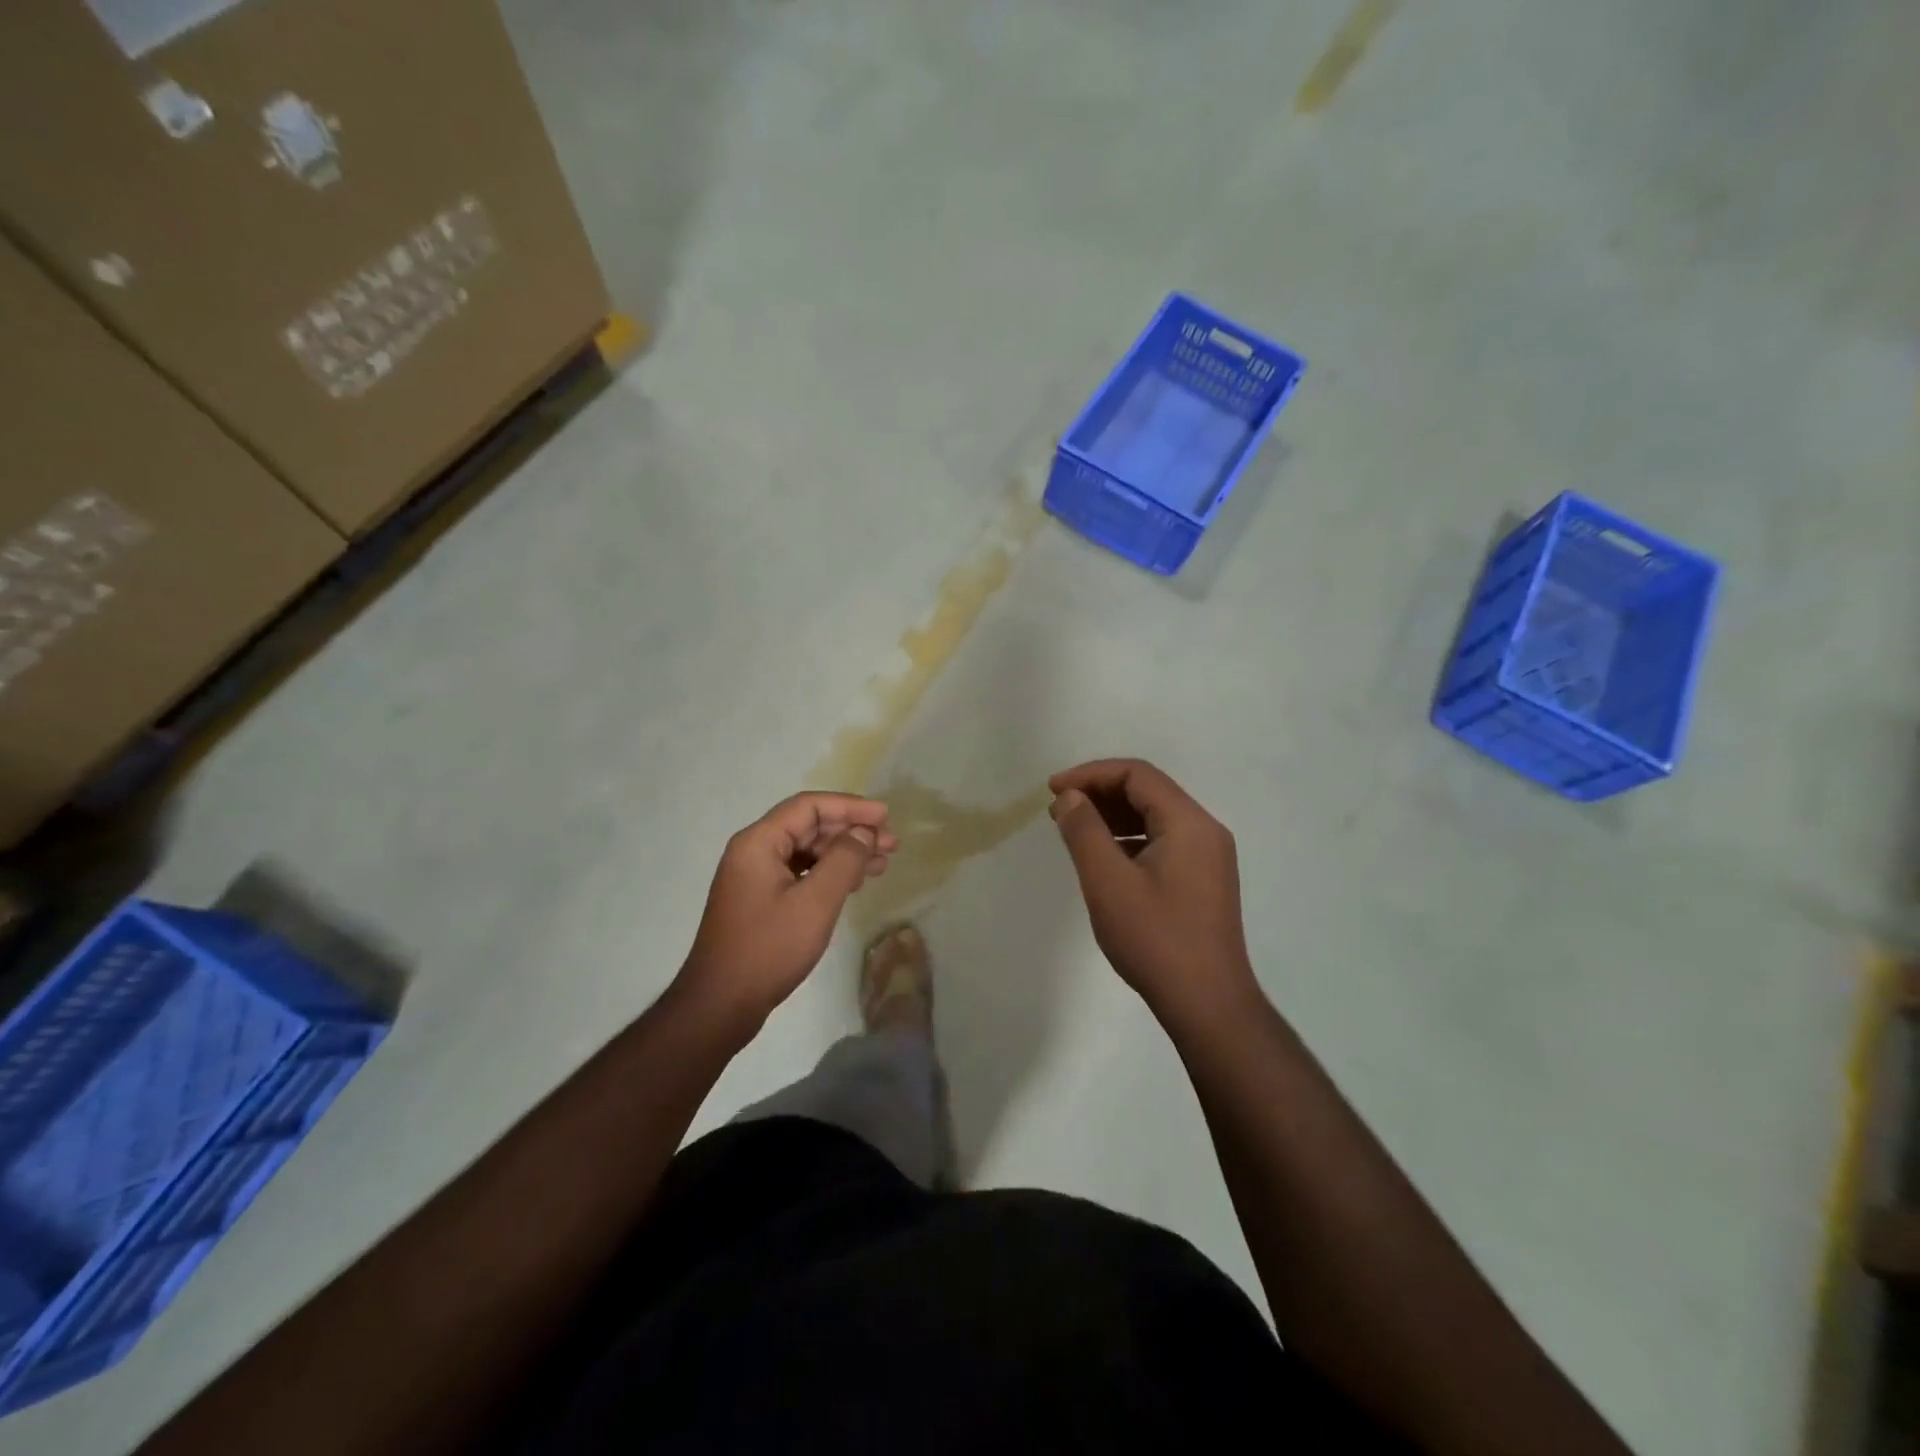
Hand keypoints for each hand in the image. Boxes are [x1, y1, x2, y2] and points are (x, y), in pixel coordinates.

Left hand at [677, 792, 897, 1030]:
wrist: (720, 1004)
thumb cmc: (769, 948)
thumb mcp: (815, 902)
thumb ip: (844, 860)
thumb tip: (863, 832)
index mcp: (759, 842)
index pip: (809, 806)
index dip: (850, 807)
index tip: (885, 817)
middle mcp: (754, 851)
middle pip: (809, 827)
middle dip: (851, 831)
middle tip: (891, 845)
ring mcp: (755, 877)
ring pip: (807, 851)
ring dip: (844, 853)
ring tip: (882, 864)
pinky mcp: (760, 900)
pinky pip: (800, 873)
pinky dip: (829, 873)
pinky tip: (853, 884)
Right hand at [1048, 760, 1256, 1023]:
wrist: (1208, 1004)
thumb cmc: (1155, 939)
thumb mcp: (1108, 882)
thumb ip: (1085, 831)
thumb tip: (1070, 797)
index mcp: (1189, 823)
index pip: (1137, 774)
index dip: (1090, 774)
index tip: (1053, 791)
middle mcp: (1205, 831)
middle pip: (1148, 791)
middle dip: (1100, 793)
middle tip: (1058, 810)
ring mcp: (1208, 857)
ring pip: (1155, 817)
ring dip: (1112, 816)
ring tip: (1073, 830)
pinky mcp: (1203, 881)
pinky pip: (1163, 842)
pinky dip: (1129, 839)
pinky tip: (1103, 858)